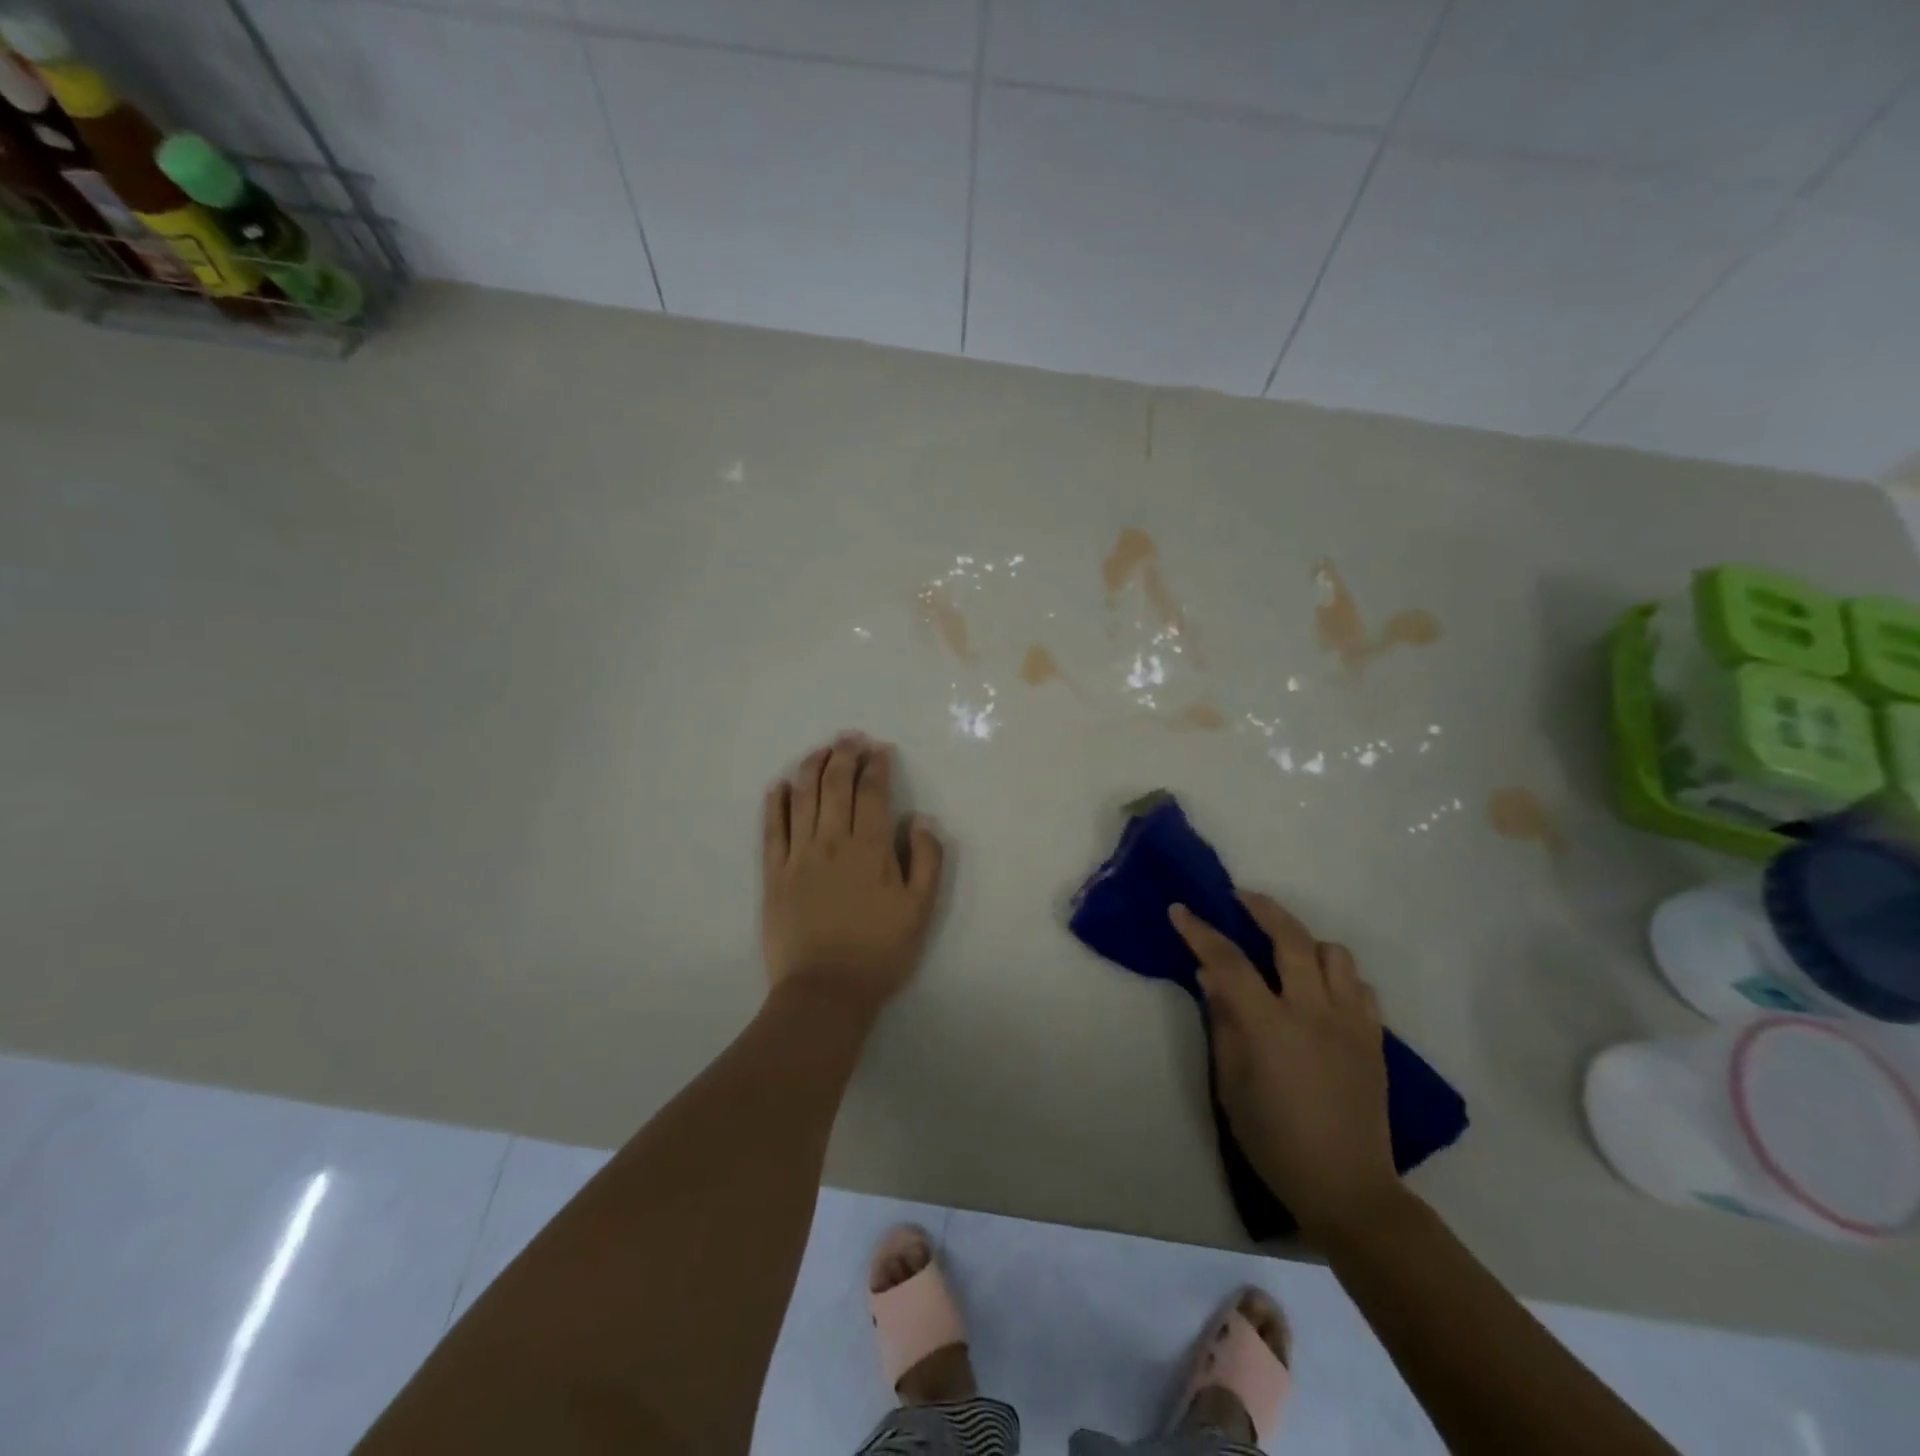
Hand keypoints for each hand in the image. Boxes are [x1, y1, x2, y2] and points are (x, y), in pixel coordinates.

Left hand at [761, 733, 944, 1010]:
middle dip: (844, 755)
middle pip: (836, 786)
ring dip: (812, 768)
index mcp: (871, 849)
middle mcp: (832, 842)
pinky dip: (776, 803)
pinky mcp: (773, 874)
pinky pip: (772, 829)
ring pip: (803, 798)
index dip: (877, 766)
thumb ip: (927, 861)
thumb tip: (922, 821)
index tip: (880, 749)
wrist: (825, 992)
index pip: (873, 793)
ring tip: (820, 750)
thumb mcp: (920, 911)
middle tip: (851, 738)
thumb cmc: (880, 953)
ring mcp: (798, 856)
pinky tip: (780, 786)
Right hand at [1171, 893, 1399, 1240]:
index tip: (1180, 910)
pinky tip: (1320, 990)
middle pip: (1291, 938)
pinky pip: (1359, 985)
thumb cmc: (1274, 1139)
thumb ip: (1223, 1023)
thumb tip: (1211, 977)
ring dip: (1305, 942)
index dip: (1201, 931)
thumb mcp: (1231, 1084)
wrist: (1346, 1186)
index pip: (1229, 961)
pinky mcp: (1374, 1037)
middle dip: (1262, 908)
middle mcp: (1314, 1012)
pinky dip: (1336, 975)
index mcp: (1271, 1026)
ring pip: (1334, 953)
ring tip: (1285, 952)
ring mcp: (1351, 1022)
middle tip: (1240, 899)